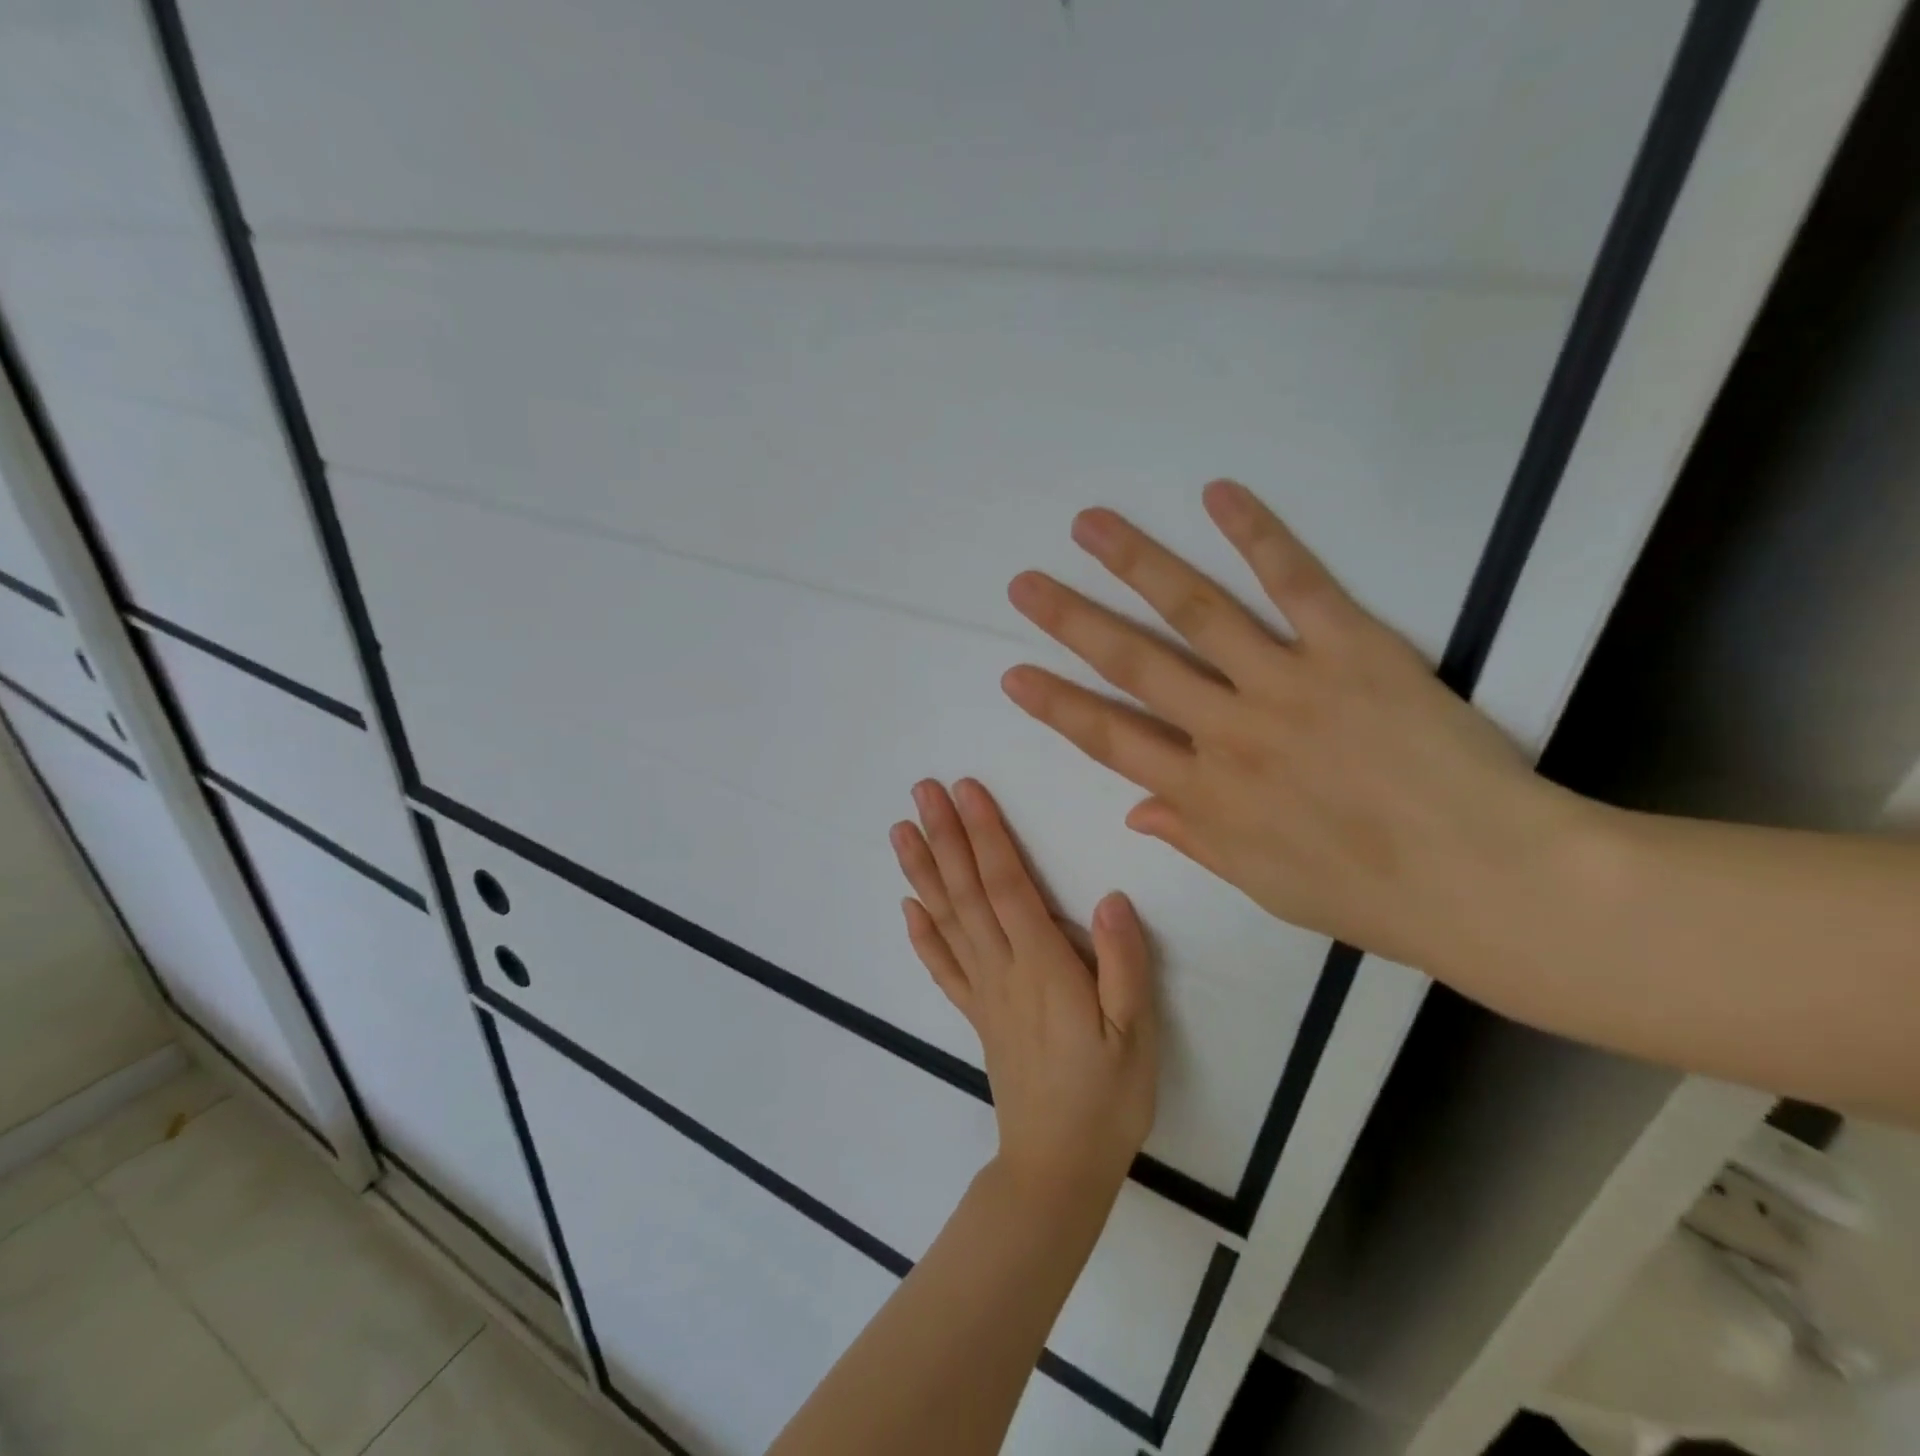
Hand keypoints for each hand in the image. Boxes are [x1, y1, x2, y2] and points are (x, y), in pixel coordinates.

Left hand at [891, 779, 1157, 1203]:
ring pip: (947, 920)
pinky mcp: (976, 1016)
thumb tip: (1109, 897)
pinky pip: (943, 968)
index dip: (985, 835)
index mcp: (1043, 966)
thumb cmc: (1107, 1098)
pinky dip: (922, 934)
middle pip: (967, 892)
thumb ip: (1125, 964)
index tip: (966, 791)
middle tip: (922, 790)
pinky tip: (907, 906)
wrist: (1058, 1168)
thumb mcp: (1137, 1035)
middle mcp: (1002, 970)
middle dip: (945, 836)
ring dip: (923, 871)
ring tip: (901, 831)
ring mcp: (983, 993)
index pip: (1006, 885)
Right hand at [1000, 479, 1591, 988]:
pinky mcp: (1352, 649)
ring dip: (1136, 563)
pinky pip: (1295, 583)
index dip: (1056, 705)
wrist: (1486, 881)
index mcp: (1204, 795)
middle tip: (1024, 586)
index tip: (1013, 674)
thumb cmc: (1370, 897)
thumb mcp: (1264, 885)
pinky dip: (1256, 535)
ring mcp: (1285, 685)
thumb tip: (1135, 810)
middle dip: (1071, 622)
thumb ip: (1194, 839)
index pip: (1108, 740)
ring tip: (1091, 526)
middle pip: (1133, 665)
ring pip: (1195, 612)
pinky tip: (1217, 494)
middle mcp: (1228, 732)